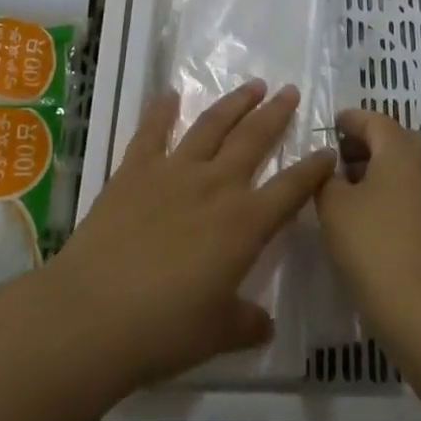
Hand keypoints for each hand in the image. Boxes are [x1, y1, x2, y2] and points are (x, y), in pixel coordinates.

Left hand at [44, 82, 335, 391]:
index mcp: (245, 224)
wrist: (91, 316)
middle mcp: (216, 186)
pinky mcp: (133, 171)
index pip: (291, 188)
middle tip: (290, 91)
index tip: (328, 150)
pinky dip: (160, 111)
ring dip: (234, 103)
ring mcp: (173, 172)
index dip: (313, 169)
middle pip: (254, 139)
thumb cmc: (163, 331)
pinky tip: (169, 94)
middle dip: (276, 114)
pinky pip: (152, 132)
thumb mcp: (216, 334)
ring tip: (252, 86)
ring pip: (212, 126)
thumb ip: (246, 323)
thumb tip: (264, 323)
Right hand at [315, 109, 420, 336]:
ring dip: (372, 171)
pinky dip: (385, 194)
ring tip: (341, 189)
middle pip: (391, 141)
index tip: (327, 127)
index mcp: (399, 149)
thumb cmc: (374, 244)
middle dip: (361, 145)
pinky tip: (362, 217)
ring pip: (400, 169)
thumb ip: (326, 179)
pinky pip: (407, 194)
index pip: (373, 119)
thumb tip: (331, 170)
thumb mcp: (334, 206)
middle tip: (332, 159)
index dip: (348, 120)